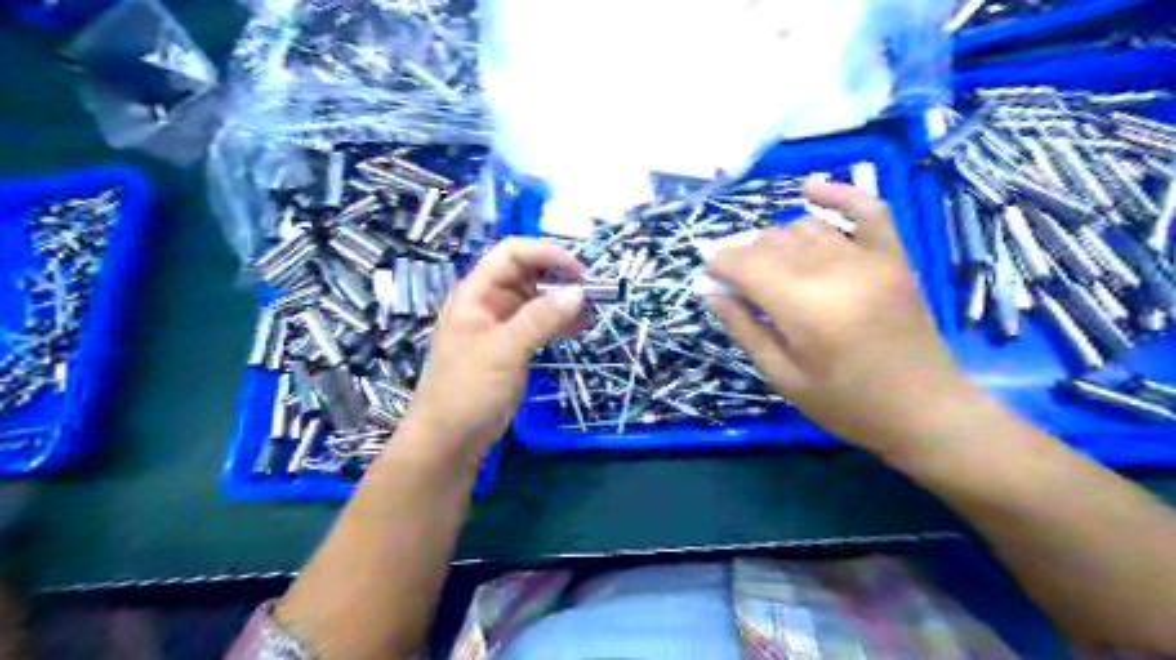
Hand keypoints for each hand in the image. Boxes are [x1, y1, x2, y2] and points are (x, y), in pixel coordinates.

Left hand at [403, 240, 583, 459]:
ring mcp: (499, 326)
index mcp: (476, 293)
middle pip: (526, 274)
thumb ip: (541, 318)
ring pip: (535, 300)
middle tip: (592, 293)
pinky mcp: (510, 348)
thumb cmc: (468, 390)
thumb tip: (579, 292)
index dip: (546, 254)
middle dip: (559, 278)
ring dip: (562, 302)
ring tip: (591, 313)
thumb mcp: (505, 350)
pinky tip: (579, 328)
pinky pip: (537, 325)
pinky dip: (558, 323)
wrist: (448, 441)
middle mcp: (488, 303)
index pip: (511, 253)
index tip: (579, 273)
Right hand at [707, 178, 974, 452]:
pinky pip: (868, 209)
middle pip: (773, 242)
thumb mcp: (782, 376)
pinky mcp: (893, 257)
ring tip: (767, 264)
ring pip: (805, 228)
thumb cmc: (845, 404)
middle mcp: (835, 271)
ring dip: (776, 239)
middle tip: (734, 279)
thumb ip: (744, 327)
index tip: (707, 272)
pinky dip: (839, 194)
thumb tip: (711, 291)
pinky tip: (809, 189)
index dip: (720, 262)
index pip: (747, 264)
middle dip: (743, 253)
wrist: (924, 410)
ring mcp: (869, 259)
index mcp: (805, 308)